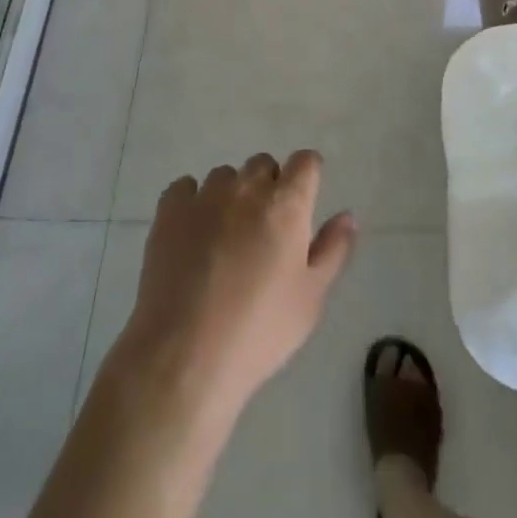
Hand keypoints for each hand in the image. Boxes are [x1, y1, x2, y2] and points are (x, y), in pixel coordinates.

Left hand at [114, 151, 355, 423]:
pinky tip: (192, 235)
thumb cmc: (260, 330)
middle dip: (269, 187)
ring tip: (225, 239)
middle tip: (264, 232)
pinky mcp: (169, 211)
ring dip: (231, 196)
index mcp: (286, 204)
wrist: (185, 356)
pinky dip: (192, 202)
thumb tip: (347, 216)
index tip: (303, 202)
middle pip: (263, 165)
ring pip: (225, 177)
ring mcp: (205, 196)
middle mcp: (247, 187)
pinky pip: (186, 188)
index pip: (305, 162)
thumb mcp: (311, 298)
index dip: (307, 176)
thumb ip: (333, 250)